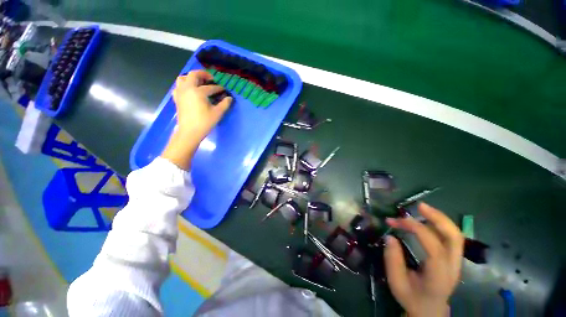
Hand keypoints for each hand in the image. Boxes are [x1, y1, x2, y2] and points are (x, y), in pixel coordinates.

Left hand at [172, 70, 232, 139]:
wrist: (189, 132)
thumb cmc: (205, 122)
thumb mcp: (218, 113)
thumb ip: (225, 104)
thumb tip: (229, 98)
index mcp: (198, 91)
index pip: (210, 87)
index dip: (219, 88)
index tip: (224, 90)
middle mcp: (187, 88)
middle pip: (193, 75)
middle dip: (203, 74)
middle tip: (211, 79)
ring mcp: (180, 93)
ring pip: (182, 78)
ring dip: (191, 78)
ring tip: (198, 83)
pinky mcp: (177, 99)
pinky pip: (178, 87)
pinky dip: (184, 85)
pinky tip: (189, 91)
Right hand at [384, 203, 463, 316]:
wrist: (430, 310)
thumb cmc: (412, 298)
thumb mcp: (396, 283)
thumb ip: (393, 260)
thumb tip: (390, 236)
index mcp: (439, 276)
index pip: (435, 248)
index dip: (417, 230)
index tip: (397, 220)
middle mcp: (453, 267)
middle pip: (455, 237)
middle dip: (438, 218)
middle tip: (419, 206)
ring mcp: (456, 261)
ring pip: (455, 234)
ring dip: (439, 218)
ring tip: (421, 208)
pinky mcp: (453, 258)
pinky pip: (450, 236)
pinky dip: (438, 224)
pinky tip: (425, 220)